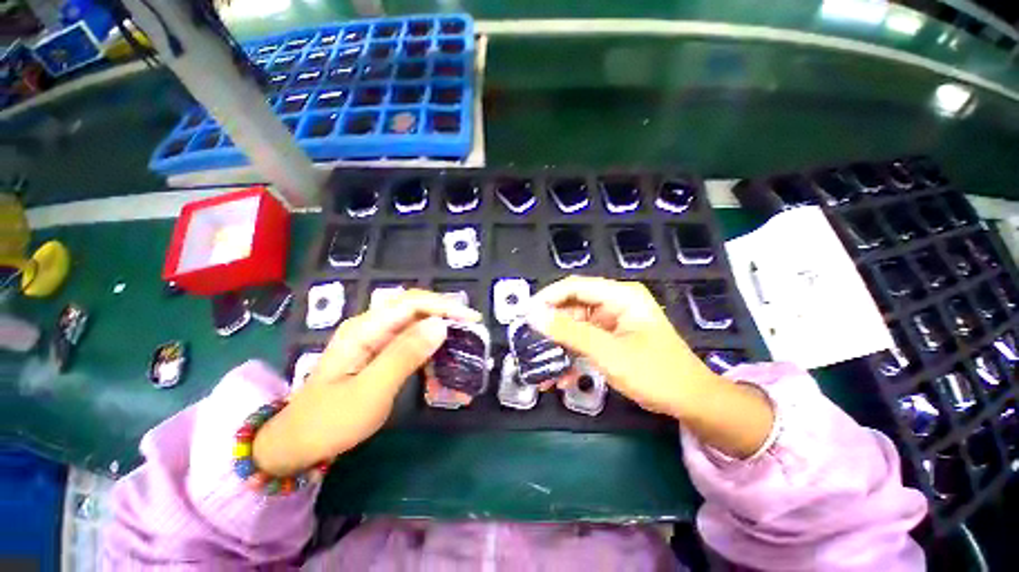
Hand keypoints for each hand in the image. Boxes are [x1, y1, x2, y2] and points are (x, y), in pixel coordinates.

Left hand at [254, 290, 480, 475]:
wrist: (298, 443)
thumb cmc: (331, 420)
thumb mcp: (371, 390)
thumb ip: (405, 355)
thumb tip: (440, 325)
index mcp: (364, 329)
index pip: (412, 304)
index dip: (444, 306)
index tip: (471, 319)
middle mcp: (369, 325)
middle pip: (414, 306)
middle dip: (444, 312)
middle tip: (471, 326)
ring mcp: (372, 337)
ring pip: (413, 320)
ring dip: (438, 325)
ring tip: (461, 337)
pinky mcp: (377, 350)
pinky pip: (408, 337)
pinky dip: (428, 342)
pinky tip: (439, 353)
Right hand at [529, 276, 773, 458]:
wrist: (691, 402)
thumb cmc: (653, 373)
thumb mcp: (607, 352)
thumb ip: (569, 332)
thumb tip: (533, 315)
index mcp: (621, 296)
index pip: (575, 286)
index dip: (548, 297)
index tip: (526, 314)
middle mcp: (616, 303)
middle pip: (574, 306)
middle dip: (552, 326)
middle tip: (529, 342)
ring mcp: (614, 322)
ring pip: (577, 326)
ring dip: (560, 345)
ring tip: (540, 365)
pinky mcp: (613, 338)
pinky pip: (586, 340)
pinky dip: (573, 355)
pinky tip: (561, 376)